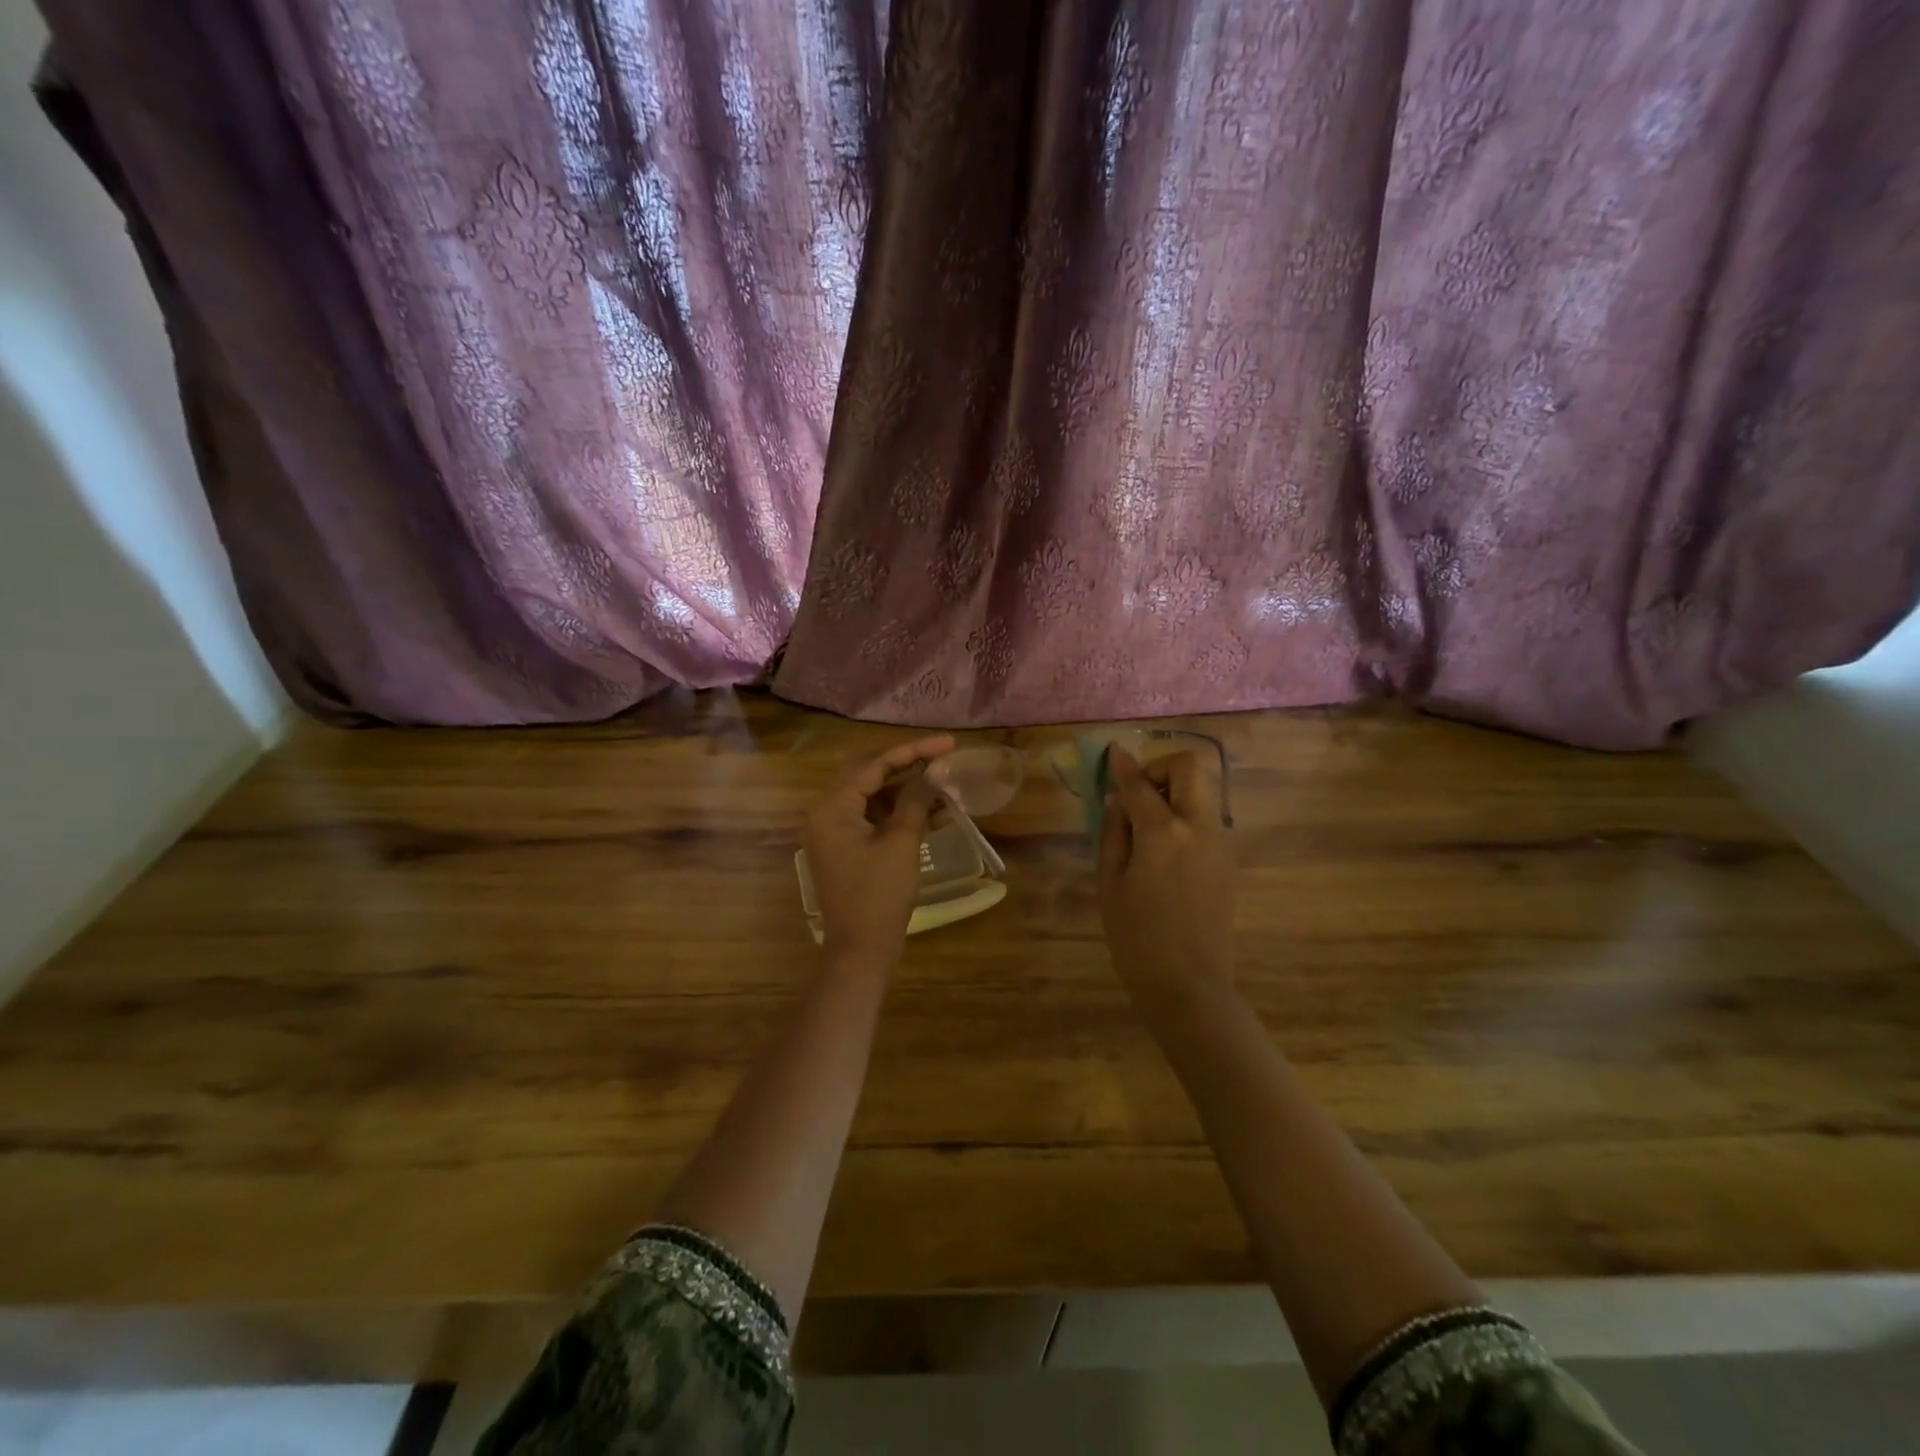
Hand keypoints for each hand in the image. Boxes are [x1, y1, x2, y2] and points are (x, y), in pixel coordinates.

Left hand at [804, 735, 954, 966]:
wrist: (861, 951)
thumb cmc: (879, 895)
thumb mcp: (901, 843)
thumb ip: (914, 802)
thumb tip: (930, 775)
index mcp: (832, 807)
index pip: (874, 765)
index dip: (913, 751)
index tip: (947, 744)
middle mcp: (826, 813)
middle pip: (868, 773)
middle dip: (906, 765)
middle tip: (941, 759)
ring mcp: (834, 831)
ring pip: (872, 796)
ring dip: (905, 790)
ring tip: (943, 788)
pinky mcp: (846, 848)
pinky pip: (873, 818)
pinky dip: (899, 813)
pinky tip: (932, 813)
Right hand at [1097, 747, 1235, 1010]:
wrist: (1189, 985)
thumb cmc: (1136, 938)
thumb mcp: (1110, 883)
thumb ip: (1113, 833)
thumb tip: (1119, 799)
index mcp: (1163, 834)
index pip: (1139, 784)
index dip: (1122, 766)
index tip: (1112, 754)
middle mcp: (1199, 828)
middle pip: (1190, 767)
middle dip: (1161, 768)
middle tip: (1138, 794)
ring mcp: (1221, 843)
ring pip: (1202, 792)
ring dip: (1175, 793)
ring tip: (1147, 827)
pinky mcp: (1229, 861)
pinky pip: (1206, 820)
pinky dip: (1185, 818)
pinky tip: (1165, 853)